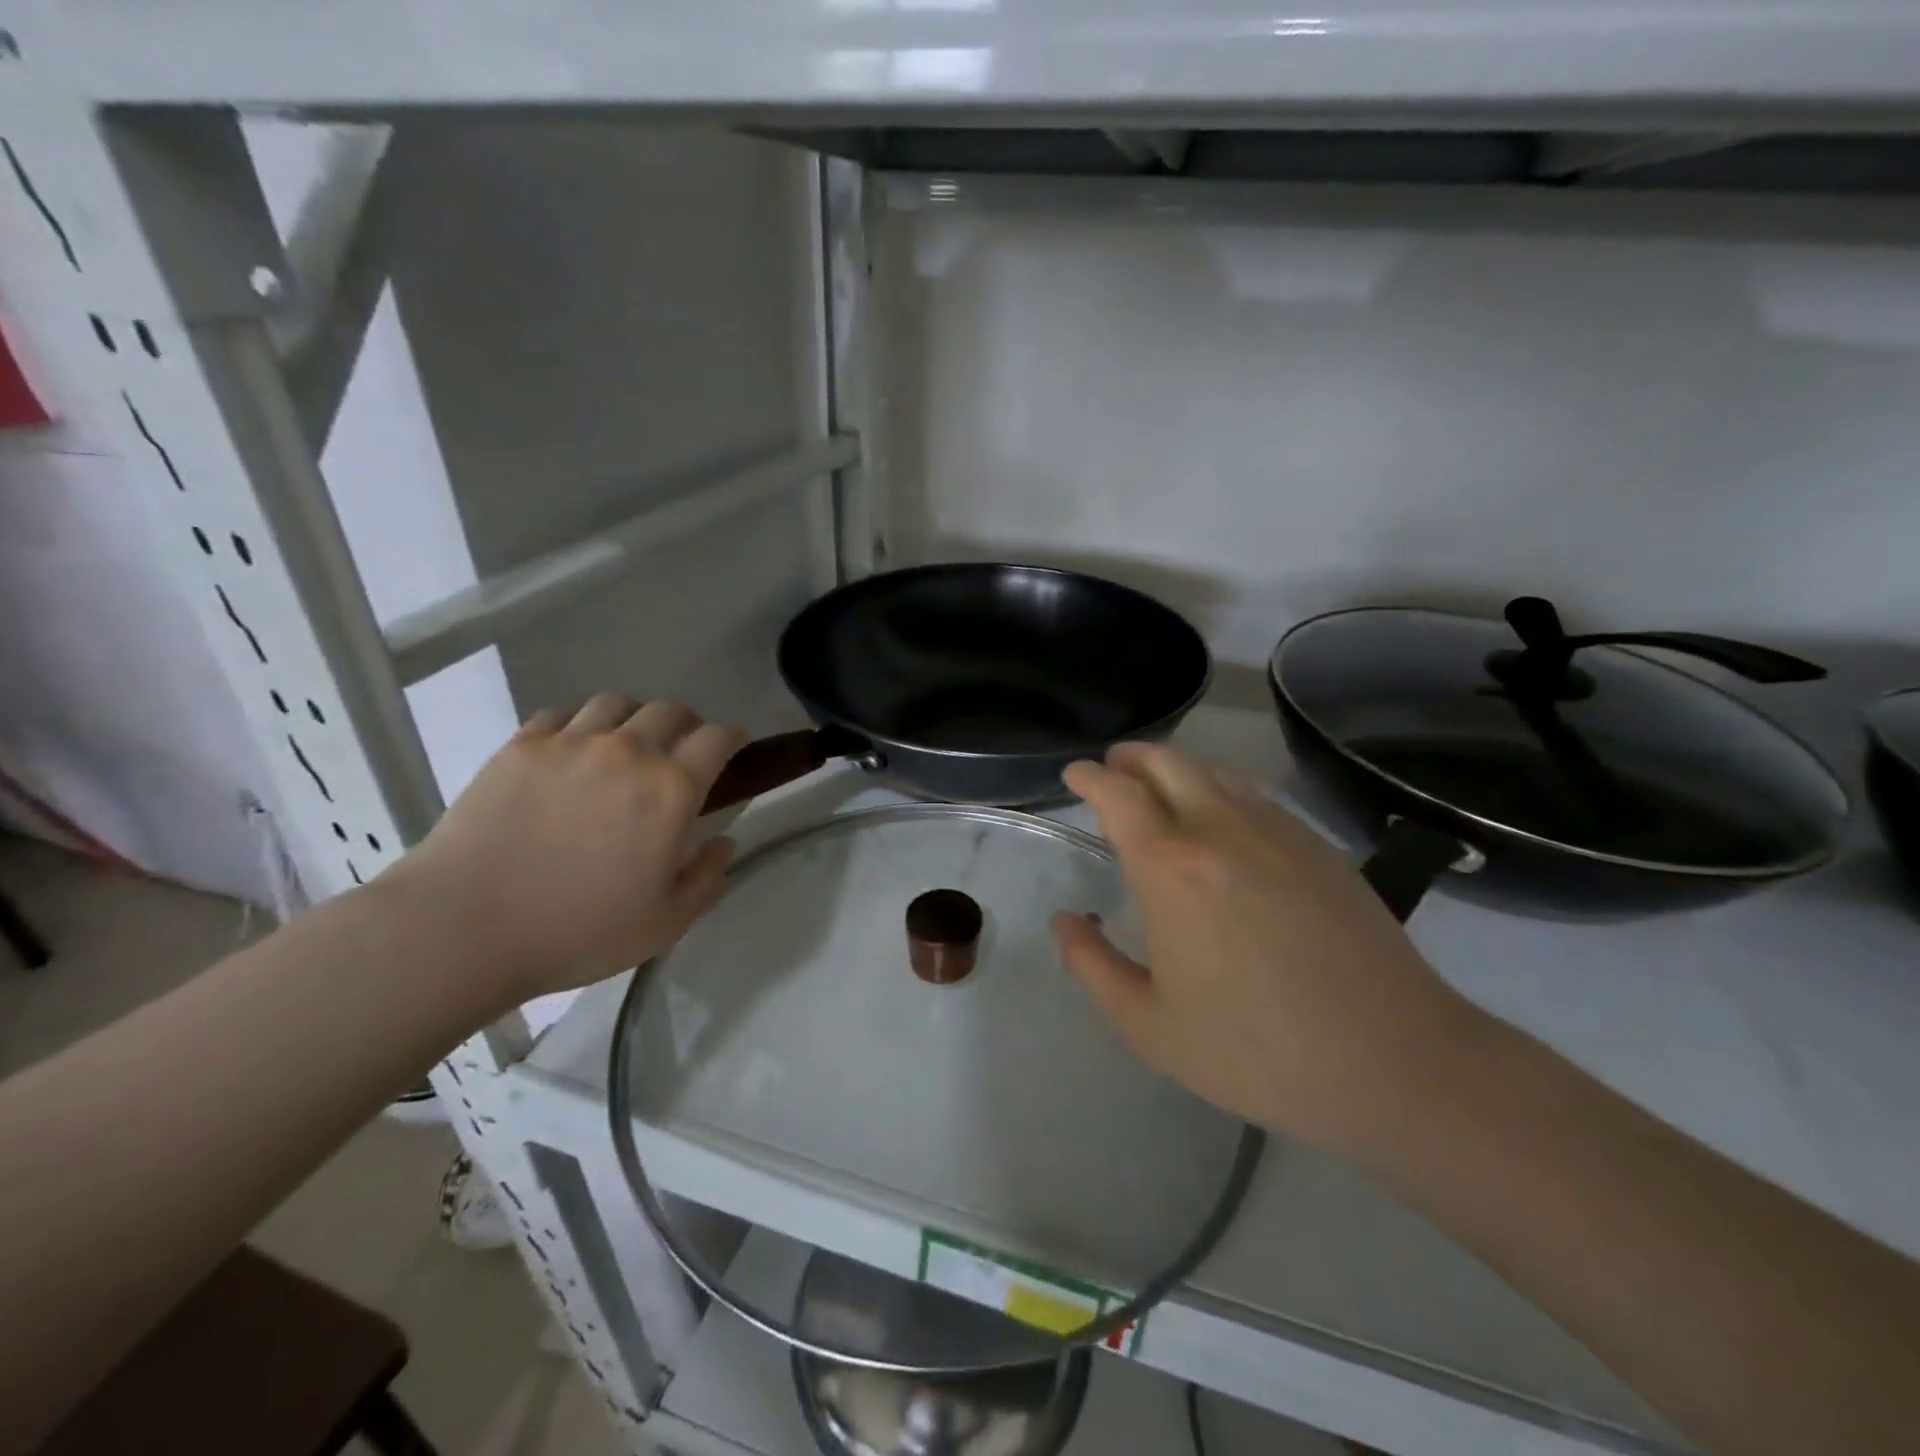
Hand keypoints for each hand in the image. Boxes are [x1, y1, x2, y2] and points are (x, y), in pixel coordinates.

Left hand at [387, 696, 746, 1005]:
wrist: (463, 928)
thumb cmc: (578, 930)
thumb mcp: (665, 922)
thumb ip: (707, 877)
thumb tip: (723, 842)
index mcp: (671, 789)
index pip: (718, 738)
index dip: (733, 738)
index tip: (734, 748)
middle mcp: (627, 751)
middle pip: (670, 710)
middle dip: (687, 725)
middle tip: (680, 752)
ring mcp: (569, 743)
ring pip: (616, 702)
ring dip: (633, 718)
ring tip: (625, 746)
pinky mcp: (520, 747)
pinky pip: (561, 714)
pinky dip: (578, 726)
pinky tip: (571, 754)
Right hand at [1052, 743, 1486, 1154]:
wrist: (1394, 1062)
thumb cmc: (1256, 1050)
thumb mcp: (1148, 1025)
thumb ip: (1092, 966)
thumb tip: (1066, 921)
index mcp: (1170, 867)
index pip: (1119, 794)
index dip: (1090, 776)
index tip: (1075, 774)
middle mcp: (1221, 829)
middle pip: (1168, 762)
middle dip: (1131, 757)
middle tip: (1113, 769)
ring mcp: (1277, 831)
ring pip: (1215, 771)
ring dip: (1177, 768)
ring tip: (1161, 788)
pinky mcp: (1319, 846)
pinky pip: (1255, 795)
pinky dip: (1221, 789)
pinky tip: (1223, 820)